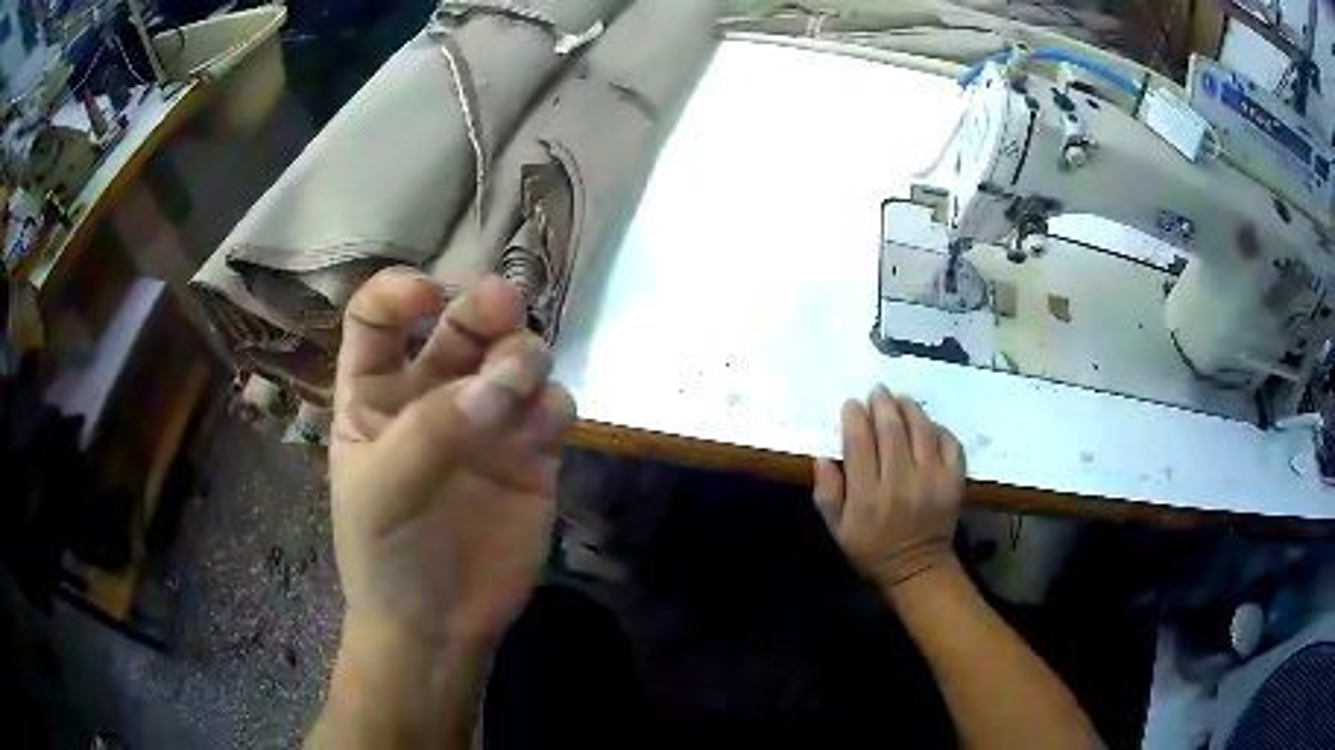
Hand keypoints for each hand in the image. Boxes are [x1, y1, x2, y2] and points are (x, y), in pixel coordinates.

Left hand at [330, 268, 574, 643]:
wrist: (439, 627)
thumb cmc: (385, 556)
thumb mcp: (382, 492)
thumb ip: (430, 432)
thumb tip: (498, 383)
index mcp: (375, 393)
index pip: (379, 317)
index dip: (399, 293)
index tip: (430, 297)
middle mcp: (432, 394)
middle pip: (460, 325)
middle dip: (483, 308)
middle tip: (503, 307)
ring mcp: (486, 422)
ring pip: (514, 358)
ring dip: (522, 356)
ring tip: (519, 384)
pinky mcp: (532, 454)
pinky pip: (551, 408)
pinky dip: (552, 405)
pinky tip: (543, 428)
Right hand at [813, 385, 964, 588]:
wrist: (917, 568)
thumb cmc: (872, 549)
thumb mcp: (837, 529)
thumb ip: (827, 493)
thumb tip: (824, 458)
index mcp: (867, 496)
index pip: (859, 442)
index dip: (854, 417)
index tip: (851, 404)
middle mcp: (901, 483)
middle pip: (891, 429)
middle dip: (881, 404)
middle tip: (876, 392)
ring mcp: (932, 480)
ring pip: (921, 429)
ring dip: (909, 408)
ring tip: (900, 400)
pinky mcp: (954, 481)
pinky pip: (949, 442)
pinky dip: (937, 428)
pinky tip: (926, 426)